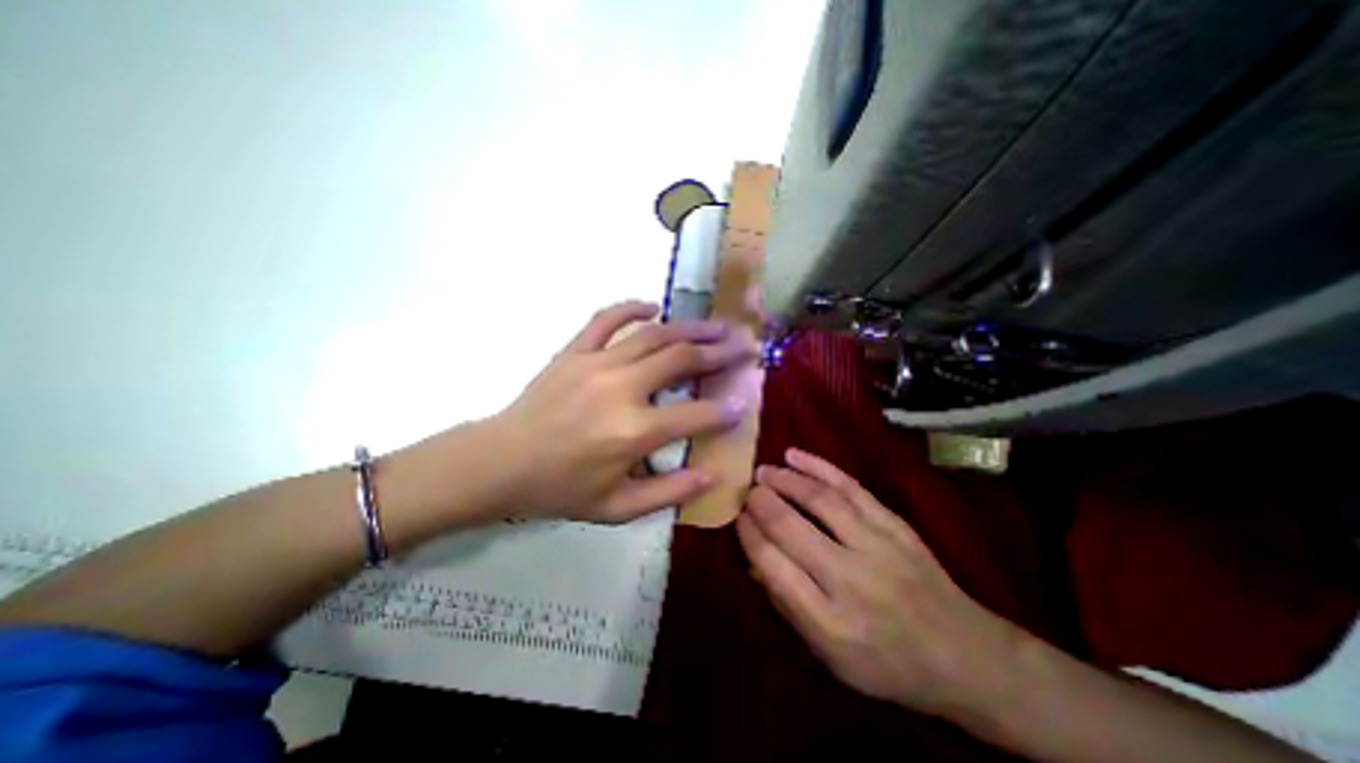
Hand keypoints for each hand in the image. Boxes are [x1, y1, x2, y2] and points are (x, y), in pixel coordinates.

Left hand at [485, 301, 749, 525]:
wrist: (500, 463)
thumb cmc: (560, 489)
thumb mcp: (617, 508)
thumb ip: (668, 493)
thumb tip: (711, 475)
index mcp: (634, 432)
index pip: (696, 414)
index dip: (724, 410)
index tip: (742, 403)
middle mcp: (622, 389)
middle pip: (681, 360)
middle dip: (719, 352)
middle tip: (744, 345)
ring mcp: (596, 364)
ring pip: (654, 335)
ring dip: (690, 328)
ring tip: (716, 325)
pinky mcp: (574, 352)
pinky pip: (606, 319)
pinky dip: (632, 308)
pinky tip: (653, 306)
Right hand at [739, 448, 1026, 714]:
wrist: (966, 656)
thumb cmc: (889, 664)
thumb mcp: (830, 657)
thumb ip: (787, 604)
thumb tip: (754, 557)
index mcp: (828, 622)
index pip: (772, 564)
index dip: (748, 533)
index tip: (737, 516)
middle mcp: (850, 580)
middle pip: (790, 527)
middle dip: (760, 501)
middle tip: (746, 489)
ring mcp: (877, 547)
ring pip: (819, 500)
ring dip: (784, 479)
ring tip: (764, 471)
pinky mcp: (895, 525)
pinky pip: (851, 487)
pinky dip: (819, 467)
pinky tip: (795, 456)